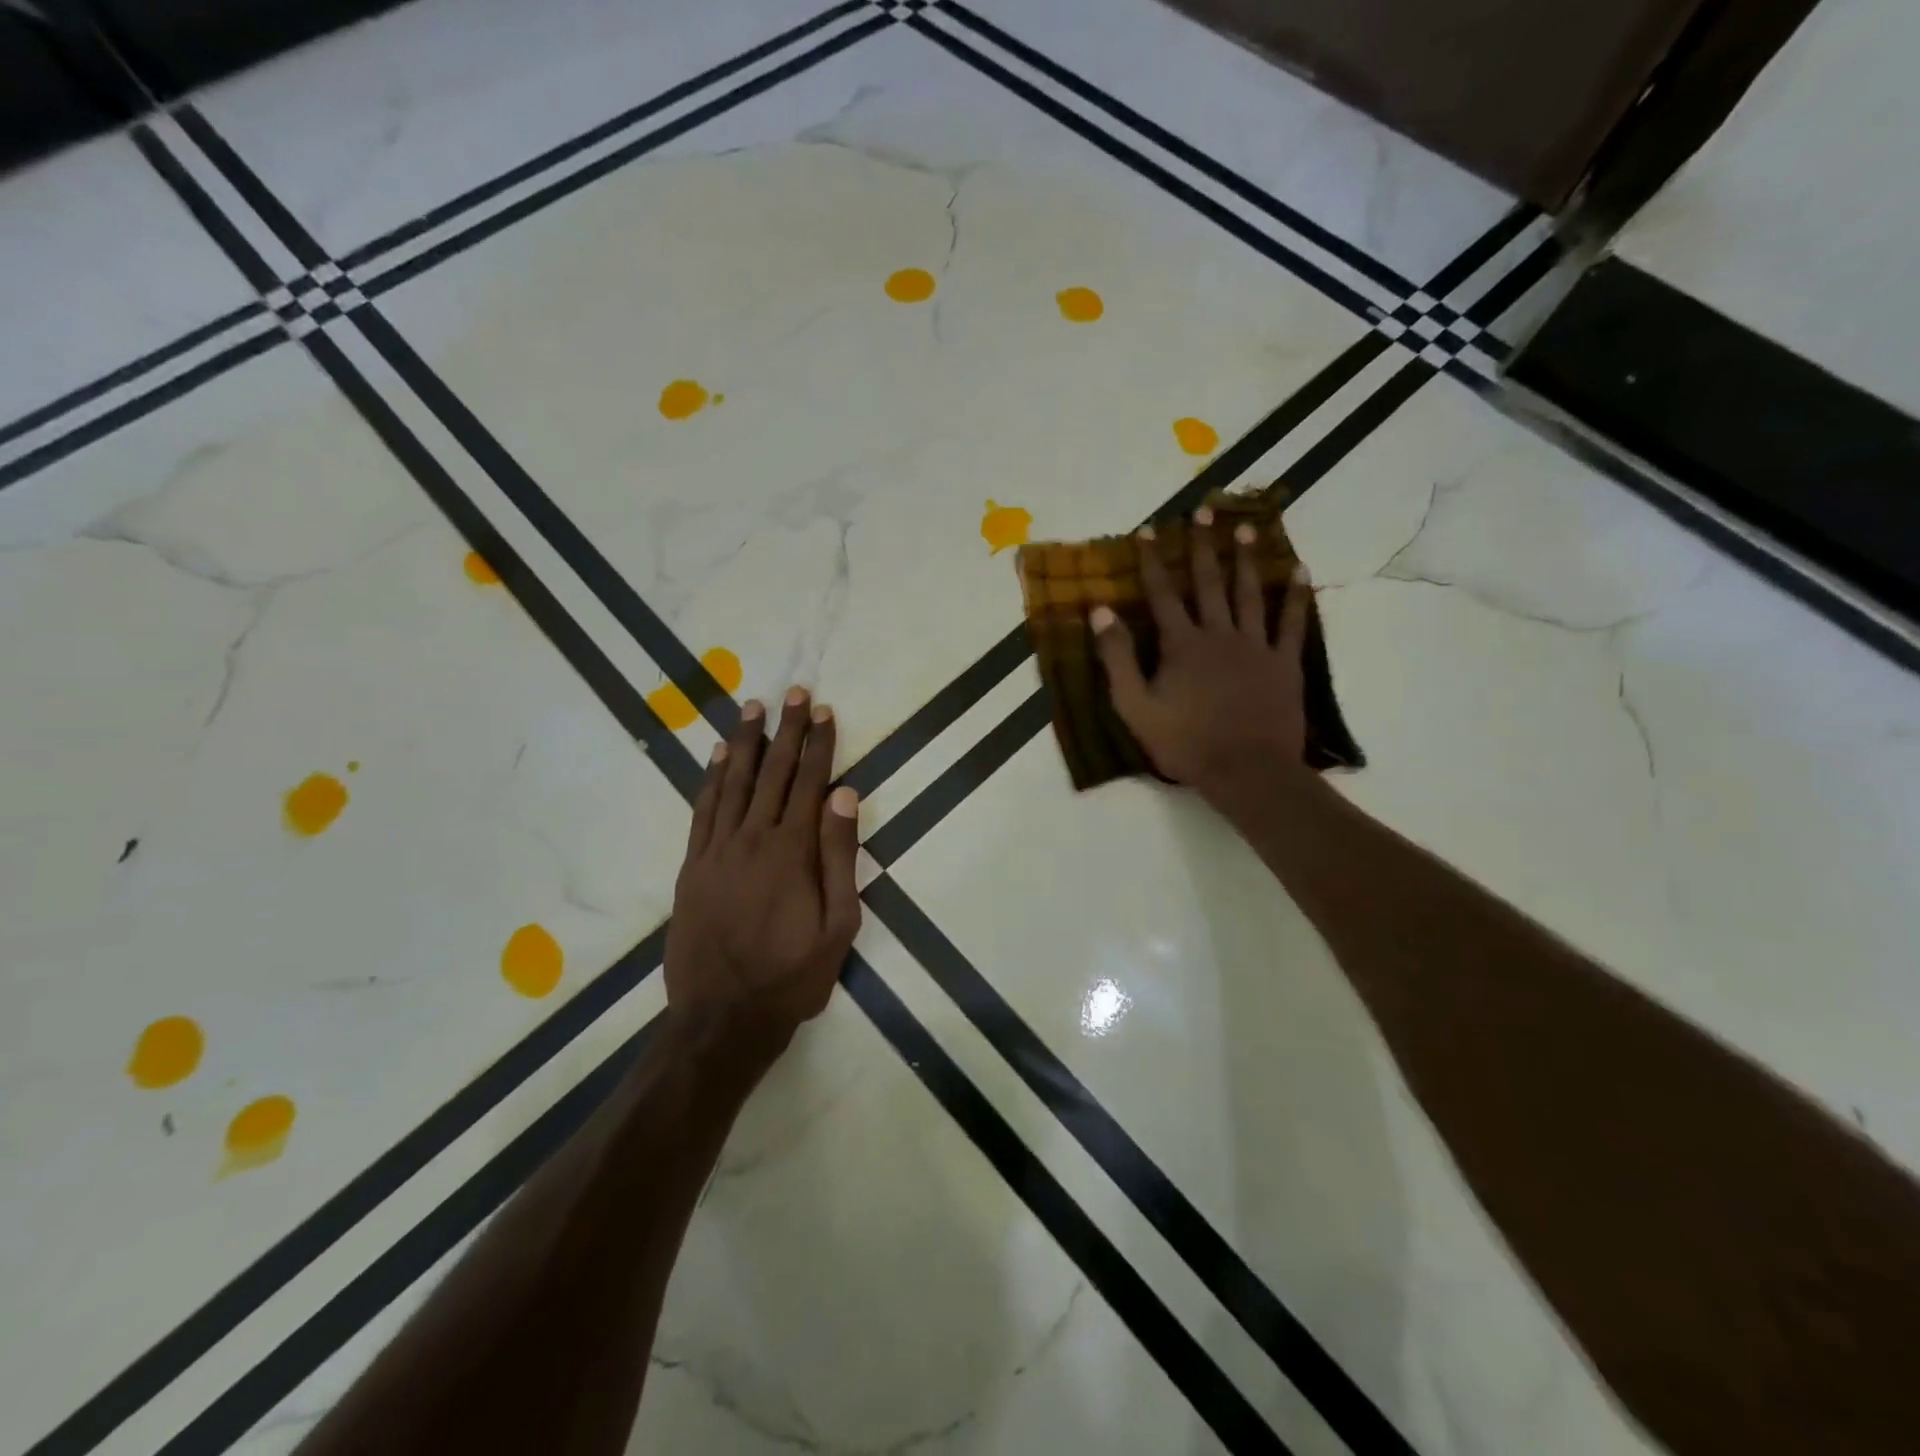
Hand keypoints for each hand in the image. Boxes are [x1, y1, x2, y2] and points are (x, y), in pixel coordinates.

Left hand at [664, 689, 861, 1070]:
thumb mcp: (838, 925)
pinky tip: (719, 756)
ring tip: (754, 708)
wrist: (721, 1018)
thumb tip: (845, 795)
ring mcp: (717, 850)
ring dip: (746, 743)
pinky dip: (711, 779)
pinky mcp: (692, 866)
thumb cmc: (791, 976)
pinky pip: (703, 810)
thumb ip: (840, 856)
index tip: (825, 711)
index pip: (810, 783)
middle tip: (794, 693)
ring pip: (734, 783)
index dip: (820, 745)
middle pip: (773, 773)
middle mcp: (753, 838)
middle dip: (787, 730)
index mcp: (792, 851)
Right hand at [1091, 507, 1312, 798]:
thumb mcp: (1134, 706)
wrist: (1246, 770)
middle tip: (1204, 511)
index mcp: (1181, 644)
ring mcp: (1255, 646)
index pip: (1162, 593)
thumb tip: (1100, 611)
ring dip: (1246, 560)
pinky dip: (1296, 597)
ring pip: (1250, 594)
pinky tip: (1299, 572)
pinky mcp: (1284, 663)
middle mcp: (1219, 634)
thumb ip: (1117, 657)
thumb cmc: (1184, 742)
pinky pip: (1292, 624)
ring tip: (1246, 528)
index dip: (1152, 561)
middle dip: (1204, 546)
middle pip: (1209, 583)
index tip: (1148, 529)